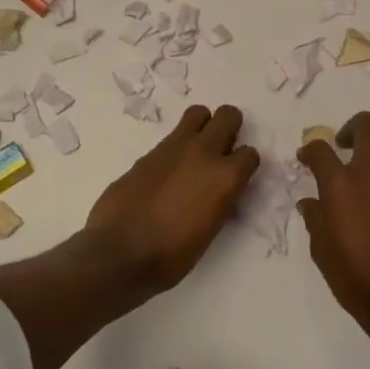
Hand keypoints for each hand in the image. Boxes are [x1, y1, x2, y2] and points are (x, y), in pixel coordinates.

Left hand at [86, 105, 258, 291]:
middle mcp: (204, 153)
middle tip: (222, 149)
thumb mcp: (210, 230)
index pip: (250, 154)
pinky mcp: (149, 152)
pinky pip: (172, 136)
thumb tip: (217, 191)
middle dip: (230, 128)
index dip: (244, 165)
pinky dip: (176, 146)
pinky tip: (167, 170)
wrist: (119, 253)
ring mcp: (174, 147)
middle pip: (229, 115)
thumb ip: (219, 200)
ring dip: (202, 126)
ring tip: (195, 149)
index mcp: (225, 177)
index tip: (237, 177)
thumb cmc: (171, 255)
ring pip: (198, 113)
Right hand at [297, 112, 369, 325]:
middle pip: (367, 125)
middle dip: (351, 127)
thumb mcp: (321, 249)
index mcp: (340, 184)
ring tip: (363, 167)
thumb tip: (310, 203)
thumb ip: (315, 218)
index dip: (311, 148)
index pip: (321, 148)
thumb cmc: (353, 275)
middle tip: (342, 145)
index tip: (306, 157)